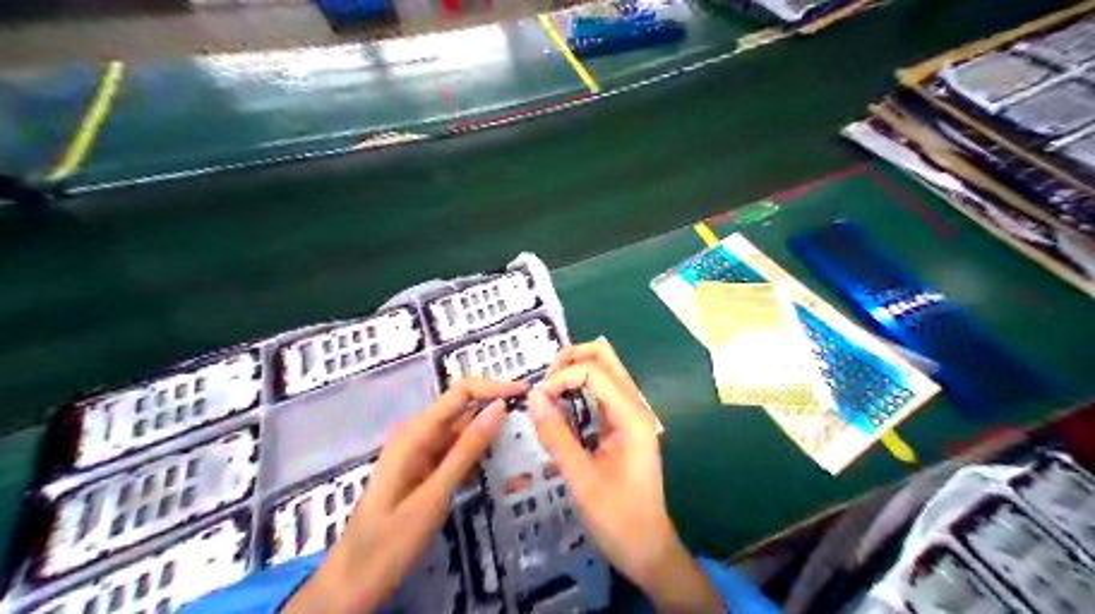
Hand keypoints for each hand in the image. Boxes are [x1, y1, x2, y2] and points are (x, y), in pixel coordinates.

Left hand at [277, 376, 524, 610]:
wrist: (352, 584)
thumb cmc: (389, 542)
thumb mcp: (434, 496)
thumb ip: (466, 450)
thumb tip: (498, 408)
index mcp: (414, 434)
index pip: (460, 393)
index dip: (493, 387)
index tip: (525, 392)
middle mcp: (416, 435)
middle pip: (462, 409)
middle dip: (495, 409)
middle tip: (531, 420)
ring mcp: (419, 453)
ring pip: (461, 431)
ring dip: (488, 434)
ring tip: (521, 440)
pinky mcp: (423, 469)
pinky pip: (454, 452)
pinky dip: (476, 455)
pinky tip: (496, 463)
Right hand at [528, 340, 725, 613]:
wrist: (647, 548)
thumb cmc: (617, 518)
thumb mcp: (581, 479)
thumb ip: (556, 436)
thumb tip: (533, 397)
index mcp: (631, 416)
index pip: (594, 372)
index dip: (562, 377)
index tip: (537, 400)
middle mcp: (635, 407)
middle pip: (606, 358)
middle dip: (572, 359)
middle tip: (544, 383)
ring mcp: (631, 415)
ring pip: (605, 371)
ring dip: (575, 370)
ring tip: (548, 391)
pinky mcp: (623, 426)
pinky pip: (602, 392)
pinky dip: (580, 388)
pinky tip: (561, 404)